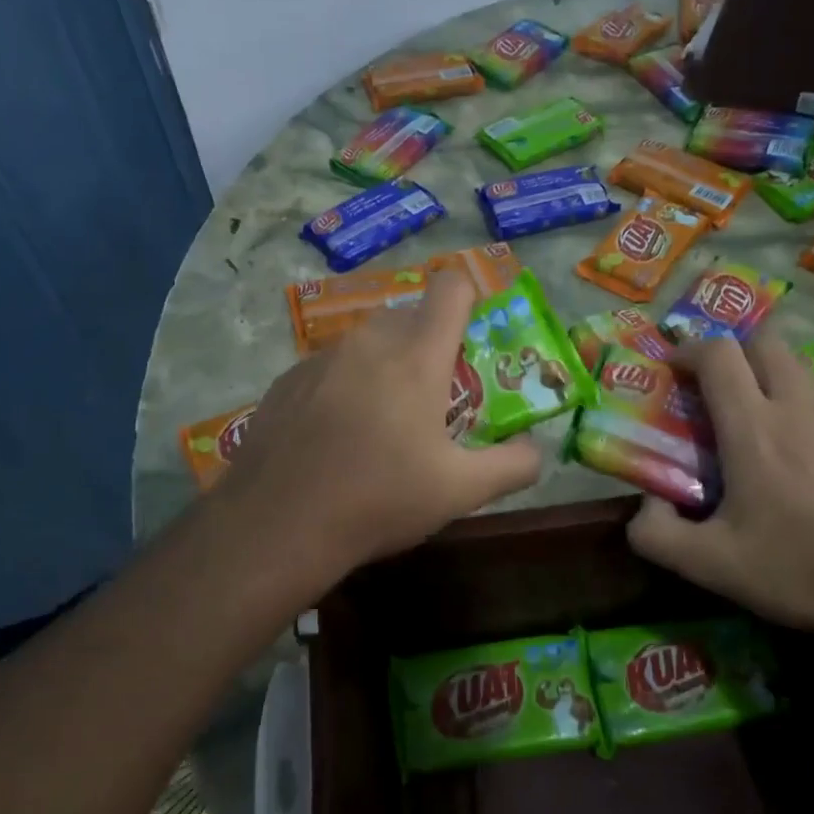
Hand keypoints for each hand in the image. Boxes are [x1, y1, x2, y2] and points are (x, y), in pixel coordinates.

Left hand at [215, 271, 541, 581]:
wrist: (277, 526)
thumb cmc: (379, 500)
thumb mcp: (460, 491)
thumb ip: (514, 465)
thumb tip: (536, 451)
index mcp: (416, 356)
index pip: (451, 288)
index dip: (469, 300)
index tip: (473, 338)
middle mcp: (367, 342)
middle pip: (410, 316)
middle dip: (429, 345)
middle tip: (433, 400)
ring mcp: (320, 358)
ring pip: (367, 343)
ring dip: (385, 367)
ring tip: (380, 425)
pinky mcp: (286, 380)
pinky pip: (330, 367)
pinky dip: (344, 386)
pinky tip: (335, 437)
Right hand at [626, 329, 813, 637]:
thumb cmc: (798, 569)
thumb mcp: (709, 565)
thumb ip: (656, 535)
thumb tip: (646, 506)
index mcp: (753, 428)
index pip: (718, 354)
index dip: (688, 350)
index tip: (671, 370)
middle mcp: (797, 409)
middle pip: (766, 342)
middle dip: (733, 350)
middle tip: (714, 386)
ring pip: (799, 368)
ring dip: (768, 375)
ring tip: (752, 418)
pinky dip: (800, 408)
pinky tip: (797, 457)